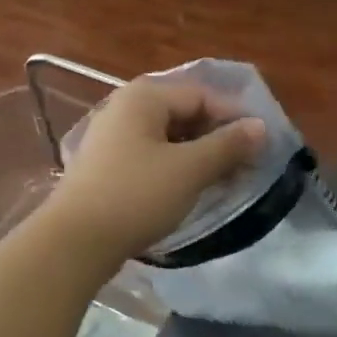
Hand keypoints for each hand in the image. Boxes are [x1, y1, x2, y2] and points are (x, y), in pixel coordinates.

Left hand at [43, 76, 267, 268]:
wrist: (75, 240)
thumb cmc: (136, 195)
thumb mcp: (190, 169)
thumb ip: (228, 145)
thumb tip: (260, 127)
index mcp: (144, 97)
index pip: (202, 95)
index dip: (235, 118)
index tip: (262, 147)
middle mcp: (125, 107)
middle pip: (184, 113)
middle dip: (217, 138)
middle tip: (246, 166)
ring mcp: (112, 135)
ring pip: (168, 136)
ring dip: (198, 155)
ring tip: (224, 181)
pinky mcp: (106, 164)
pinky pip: (151, 154)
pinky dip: (175, 167)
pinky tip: (190, 189)